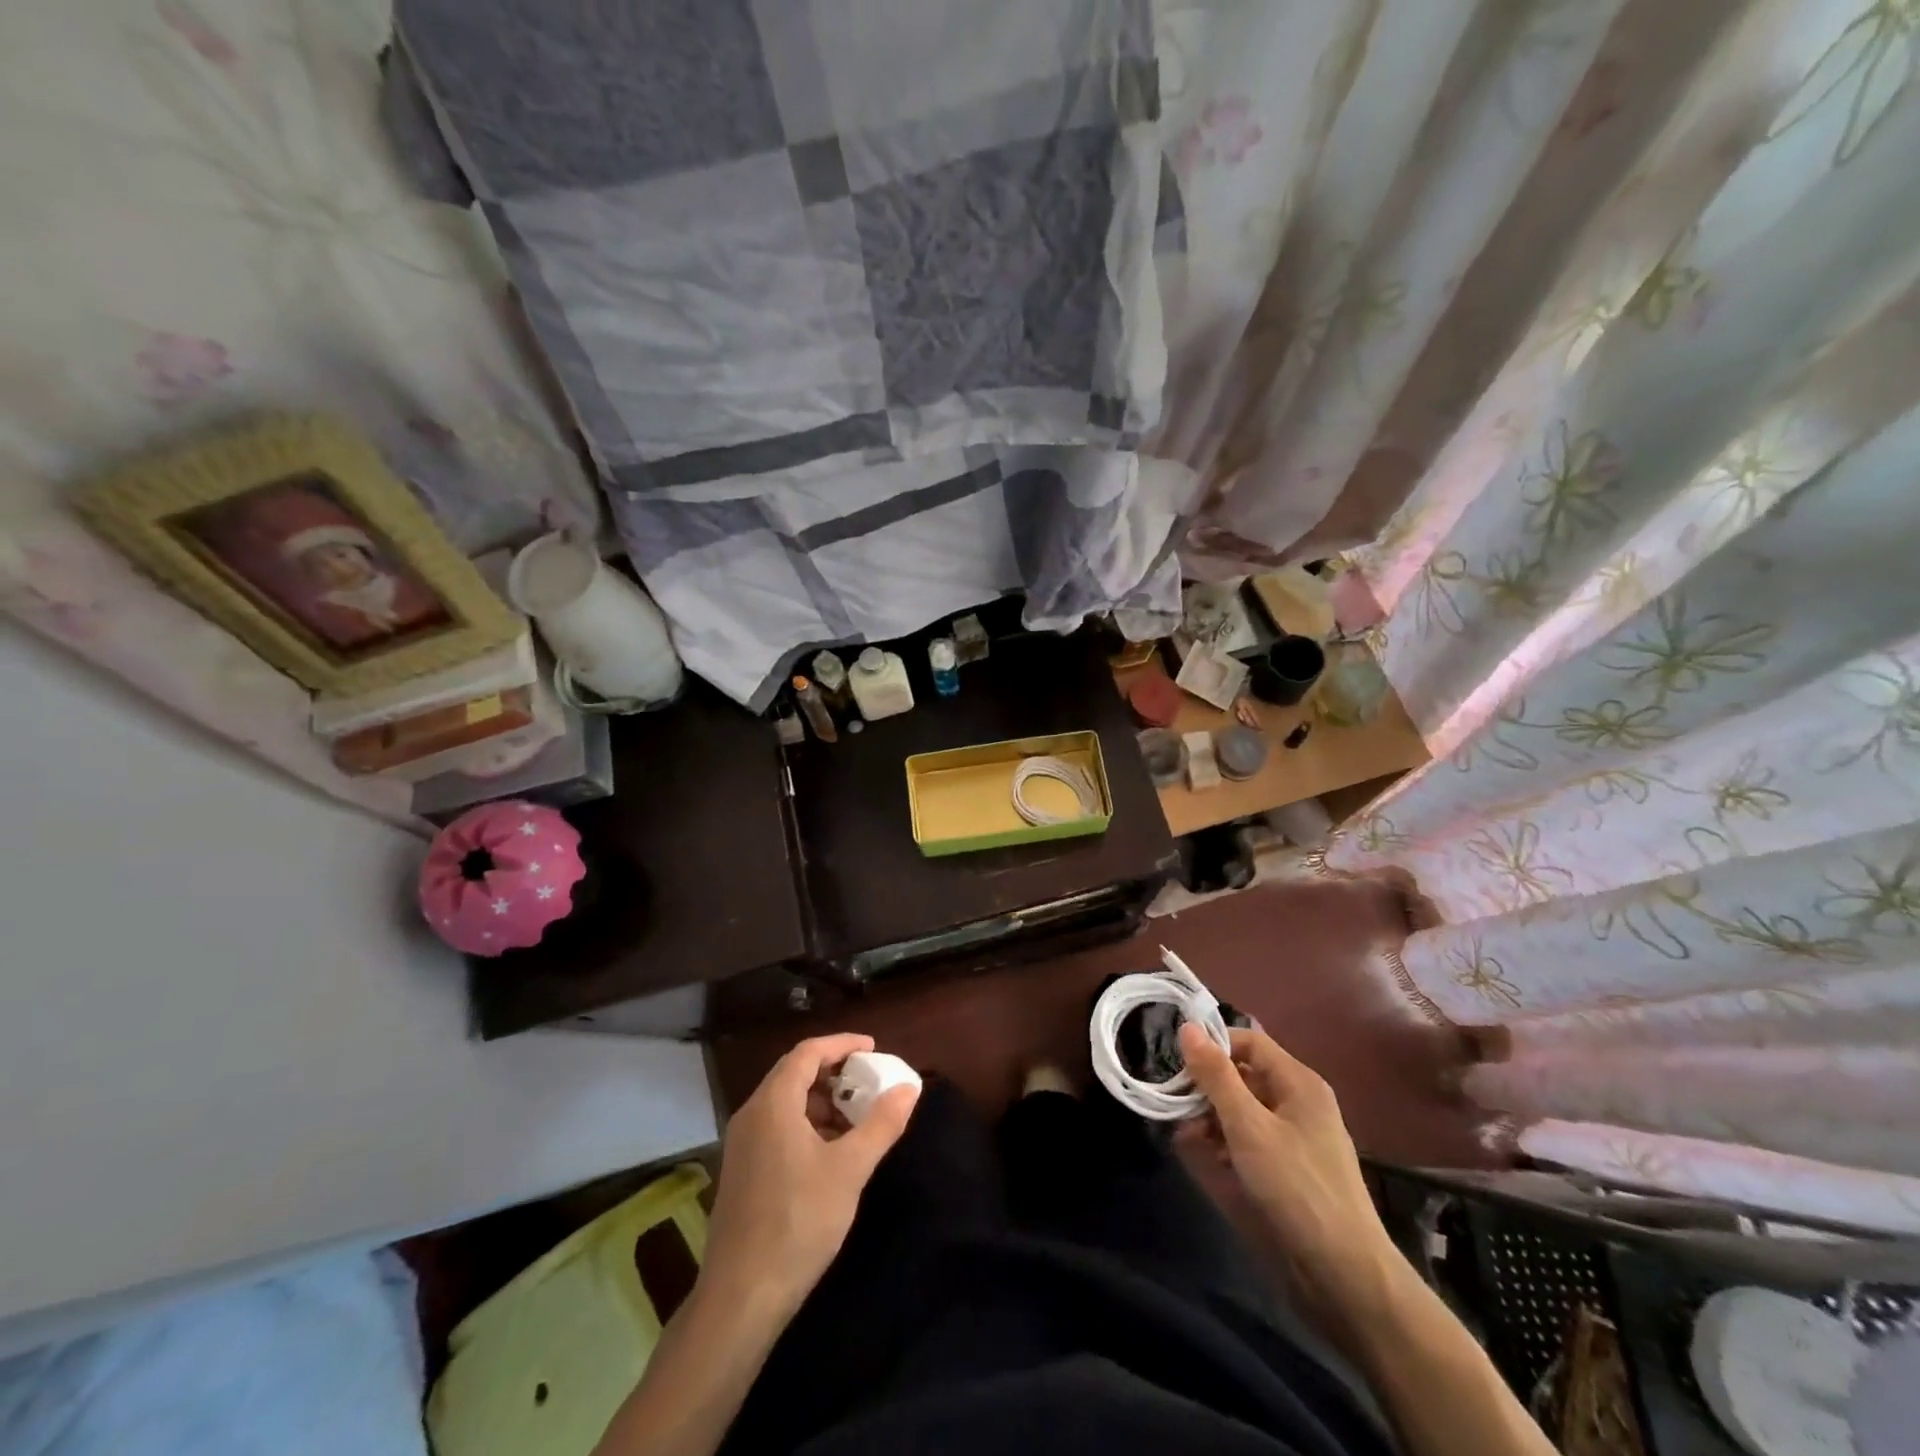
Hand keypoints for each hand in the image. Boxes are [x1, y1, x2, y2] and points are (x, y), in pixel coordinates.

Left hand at [703, 1034, 918, 1318]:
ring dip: (821, 1102)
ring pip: (785, 1103)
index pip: (807, 1052)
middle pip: (794, 1074)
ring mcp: (742, 1145)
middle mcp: (752, 1115)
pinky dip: (807, 1125)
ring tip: (856, 1119)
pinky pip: (777, 1127)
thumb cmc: (798, 1222)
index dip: (841, 1044)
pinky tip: (831, 1152)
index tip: (873, 1049)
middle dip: (834, 1073)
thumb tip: (909, 1088)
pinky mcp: (743, 1172)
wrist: (741, 1297)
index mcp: (773, 1103)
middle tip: (868, 1082)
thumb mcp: (850, 1170)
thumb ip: (881, 1124)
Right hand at [1177, 1023, 1392, 1300]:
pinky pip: (1249, 1140)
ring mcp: (1294, 1138)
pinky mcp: (1287, 1170)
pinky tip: (1203, 1157)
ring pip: (1243, 1110)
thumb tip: (1187, 1027)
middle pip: (1243, 1075)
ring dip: (1211, 1117)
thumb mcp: (1248, 1126)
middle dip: (1207, 1087)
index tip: (1178, 1064)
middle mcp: (1298, 1103)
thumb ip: (1216, 1076)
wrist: (1345, 1276)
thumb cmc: (1296, 1188)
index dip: (1213, 1045)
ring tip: (1185, 1135)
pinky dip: (1225, 1143)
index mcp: (1298, 1083)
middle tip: (1174, 1103)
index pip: (1249, 1041)